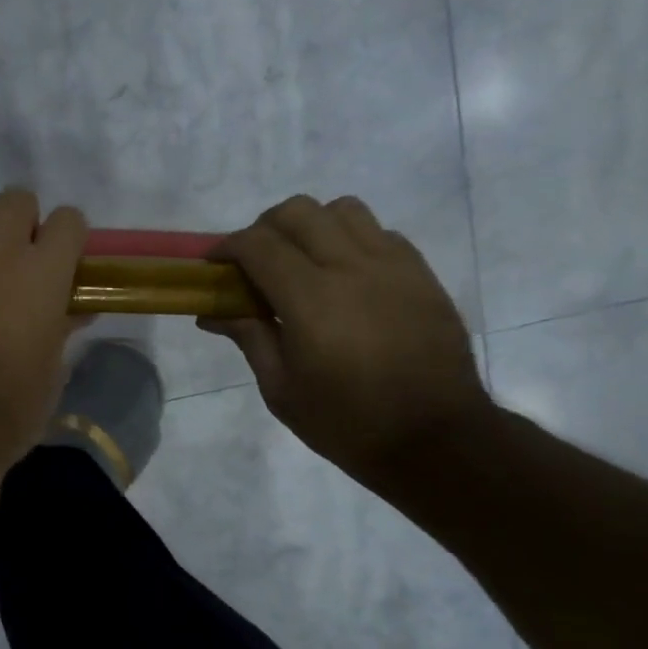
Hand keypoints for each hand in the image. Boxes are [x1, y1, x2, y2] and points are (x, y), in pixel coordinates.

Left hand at [0, 189, 87, 472]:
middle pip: (17, 198)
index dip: (66, 236)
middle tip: (14, 256)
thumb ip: (63, 327)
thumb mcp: (52, 369)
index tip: (60, 258)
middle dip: (21, 221)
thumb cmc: (12, 406)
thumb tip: (76, 311)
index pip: (69, 219)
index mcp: (44, 272)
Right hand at [199, 195, 489, 482]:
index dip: (227, 247)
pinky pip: (379, 233)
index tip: (214, 265)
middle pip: (298, 212)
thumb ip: (249, 337)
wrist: (435, 438)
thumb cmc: (346, 421)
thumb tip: (212, 312)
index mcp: (310, 299)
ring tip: (302, 261)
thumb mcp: (281, 389)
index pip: (258, 245)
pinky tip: (345, 277)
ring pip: (342, 210)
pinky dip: (351, 240)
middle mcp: (351, 267)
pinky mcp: (421, 273)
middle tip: (254, 261)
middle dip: (264, 227)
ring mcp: (393, 265)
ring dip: (311, 225)